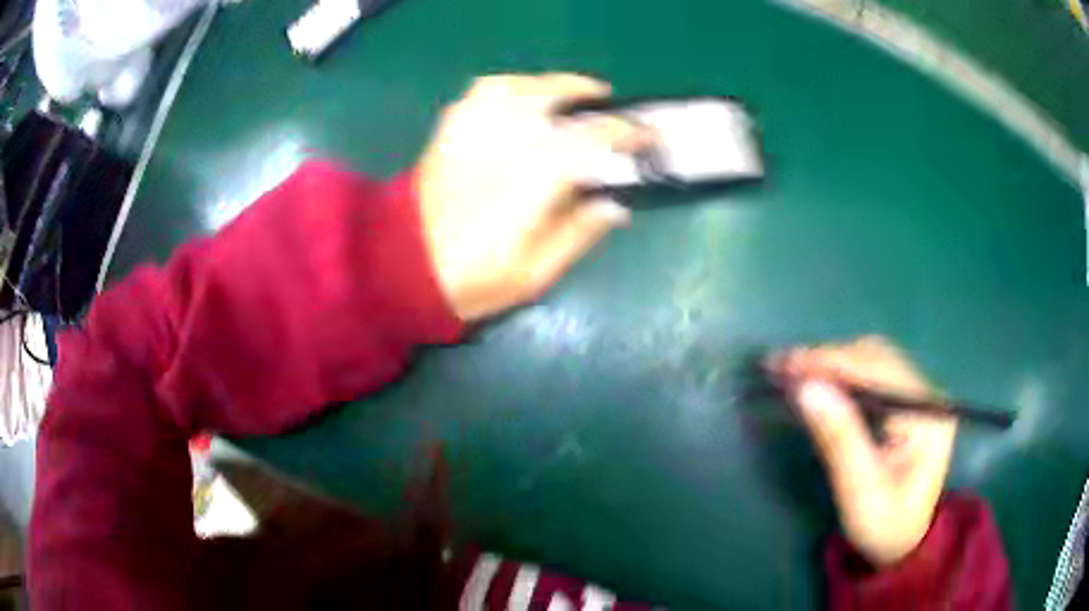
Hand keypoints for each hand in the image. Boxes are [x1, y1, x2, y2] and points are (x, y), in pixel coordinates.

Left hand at [416, 73, 647, 320]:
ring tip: (559, 94)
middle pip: (548, 97)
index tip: (643, 135)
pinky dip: (502, 89)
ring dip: (542, 84)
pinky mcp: (446, 135)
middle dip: (582, 91)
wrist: (403, 270)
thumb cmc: (473, 279)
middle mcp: (501, 144)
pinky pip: (476, 96)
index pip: (589, 138)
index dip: (623, 133)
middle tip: (603, 99)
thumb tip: (614, 205)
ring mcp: (469, 134)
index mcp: (530, 180)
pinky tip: (513, 100)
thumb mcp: (535, 273)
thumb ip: (578, 233)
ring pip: (510, 87)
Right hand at [769, 336, 956, 566]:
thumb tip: (806, 388)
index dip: (835, 362)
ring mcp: (915, 394)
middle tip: (781, 368)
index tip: (789, 364)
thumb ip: (839, 440)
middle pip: (876, 357)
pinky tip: (815, 382)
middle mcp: (926, 393)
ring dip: (832, 363)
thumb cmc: (884, 525)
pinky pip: (869, 375)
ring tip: (792, 372)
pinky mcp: (902, 401)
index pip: (881, 371)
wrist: (901, 541)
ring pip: (871, 359)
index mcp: (929, 414)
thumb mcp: (861, 493)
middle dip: (829, 359)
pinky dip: (839, 374)